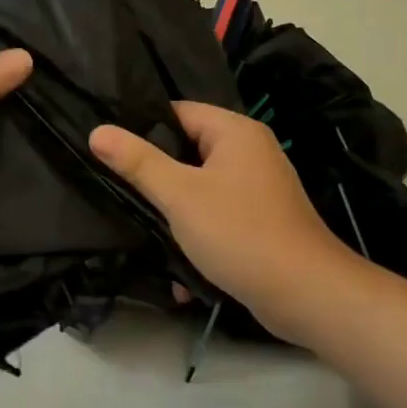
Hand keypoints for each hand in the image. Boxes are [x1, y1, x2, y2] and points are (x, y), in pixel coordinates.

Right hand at [89, 101, 349, 339]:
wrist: (308, 295)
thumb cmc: (239, 232)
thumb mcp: (179, 195)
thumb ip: (138, 162)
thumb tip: (98, 131)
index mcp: (235, 131)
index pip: (178, 111)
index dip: (143, 127)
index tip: (111, 148)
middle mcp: (252, 150)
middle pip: (189, 149)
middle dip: (157, 174)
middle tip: (120, 188)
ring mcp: (260, 187)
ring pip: (202, 186)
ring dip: (176, 210)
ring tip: (144, 227)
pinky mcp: (264, 220)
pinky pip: (220, 214)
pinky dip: (200, 234)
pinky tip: (180, 271)